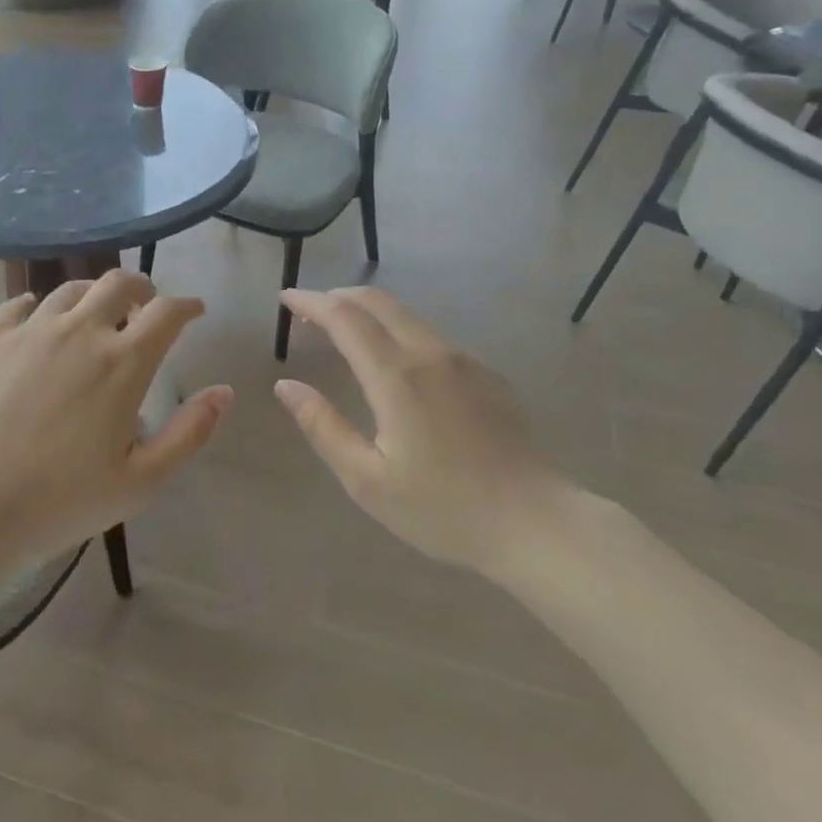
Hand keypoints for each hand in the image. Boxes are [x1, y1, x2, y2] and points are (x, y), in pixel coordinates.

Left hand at [0, 269, 231, 562]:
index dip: (187, 306)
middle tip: (145, 305)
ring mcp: (31, 331)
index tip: (194, 311)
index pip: (167, 313)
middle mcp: (80, 331)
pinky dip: (38, 305)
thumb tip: (224, 391)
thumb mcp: (143, 480)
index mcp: (123, 362)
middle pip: (119, 283)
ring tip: (96, 311)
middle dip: (141, 288)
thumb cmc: (64, 499)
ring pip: (71, 289)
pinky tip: (38, 317)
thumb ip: (189, 432)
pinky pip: (19, 305)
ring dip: (94, 294)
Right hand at [275, 287, 586, 571]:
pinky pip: (430, 337)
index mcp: (397, 376)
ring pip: (406, 315)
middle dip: (337, 297)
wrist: (536, 524)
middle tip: (307, 313)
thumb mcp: (367, 480)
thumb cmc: (444, 509)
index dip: (310, 302)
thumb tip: (286, 386)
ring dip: (367, 313)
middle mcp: (430, 354)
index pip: (344, 317)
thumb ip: (323, 427)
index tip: (285, 298)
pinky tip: (393, 363)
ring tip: (341, 333)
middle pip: (377, 302)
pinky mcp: (487, 375)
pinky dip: (397, 331)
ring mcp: (464, 361)